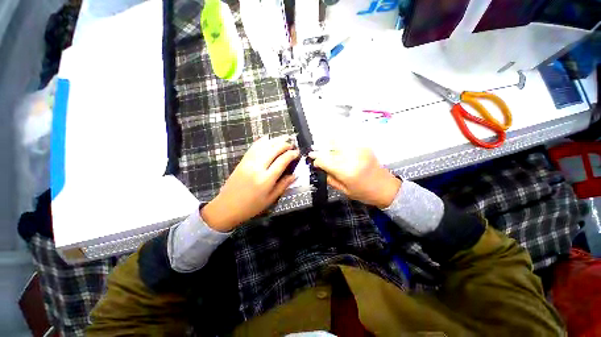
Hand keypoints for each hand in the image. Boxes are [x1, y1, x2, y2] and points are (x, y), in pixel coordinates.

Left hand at [202, 135, 299, 231]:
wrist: (226, 207)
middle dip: (284, 144)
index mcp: (266, 179)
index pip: (282, 161)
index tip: (297, 152)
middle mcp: (257, 167)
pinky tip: (267, 138)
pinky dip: (261, 141)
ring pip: (264, 146)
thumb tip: (294, 175)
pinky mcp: (242, 161)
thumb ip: (283, 185)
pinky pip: (253, 147)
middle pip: (273, 150)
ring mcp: (248, 162)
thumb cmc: (251, 207)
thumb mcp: (270, 199)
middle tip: (292, 144)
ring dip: (275, 140)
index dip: (291, 154)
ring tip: (284, 137)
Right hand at [309, 146, 400, 207]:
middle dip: (321, 149)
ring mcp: (359, 150)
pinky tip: (339, 151)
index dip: (316, 160)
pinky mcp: (364, 147)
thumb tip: (320, 168)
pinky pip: (347, 142)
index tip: (314, 162)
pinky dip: (340, 145)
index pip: (324, 160)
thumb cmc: (364, 193)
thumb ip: (330, 178)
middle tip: (315, 152)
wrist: (386, 188)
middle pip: (330, 147)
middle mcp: (352, 157)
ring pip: (339, 140)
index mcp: (346, 171)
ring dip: (330, 144)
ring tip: (327, 150)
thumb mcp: (344, 190)